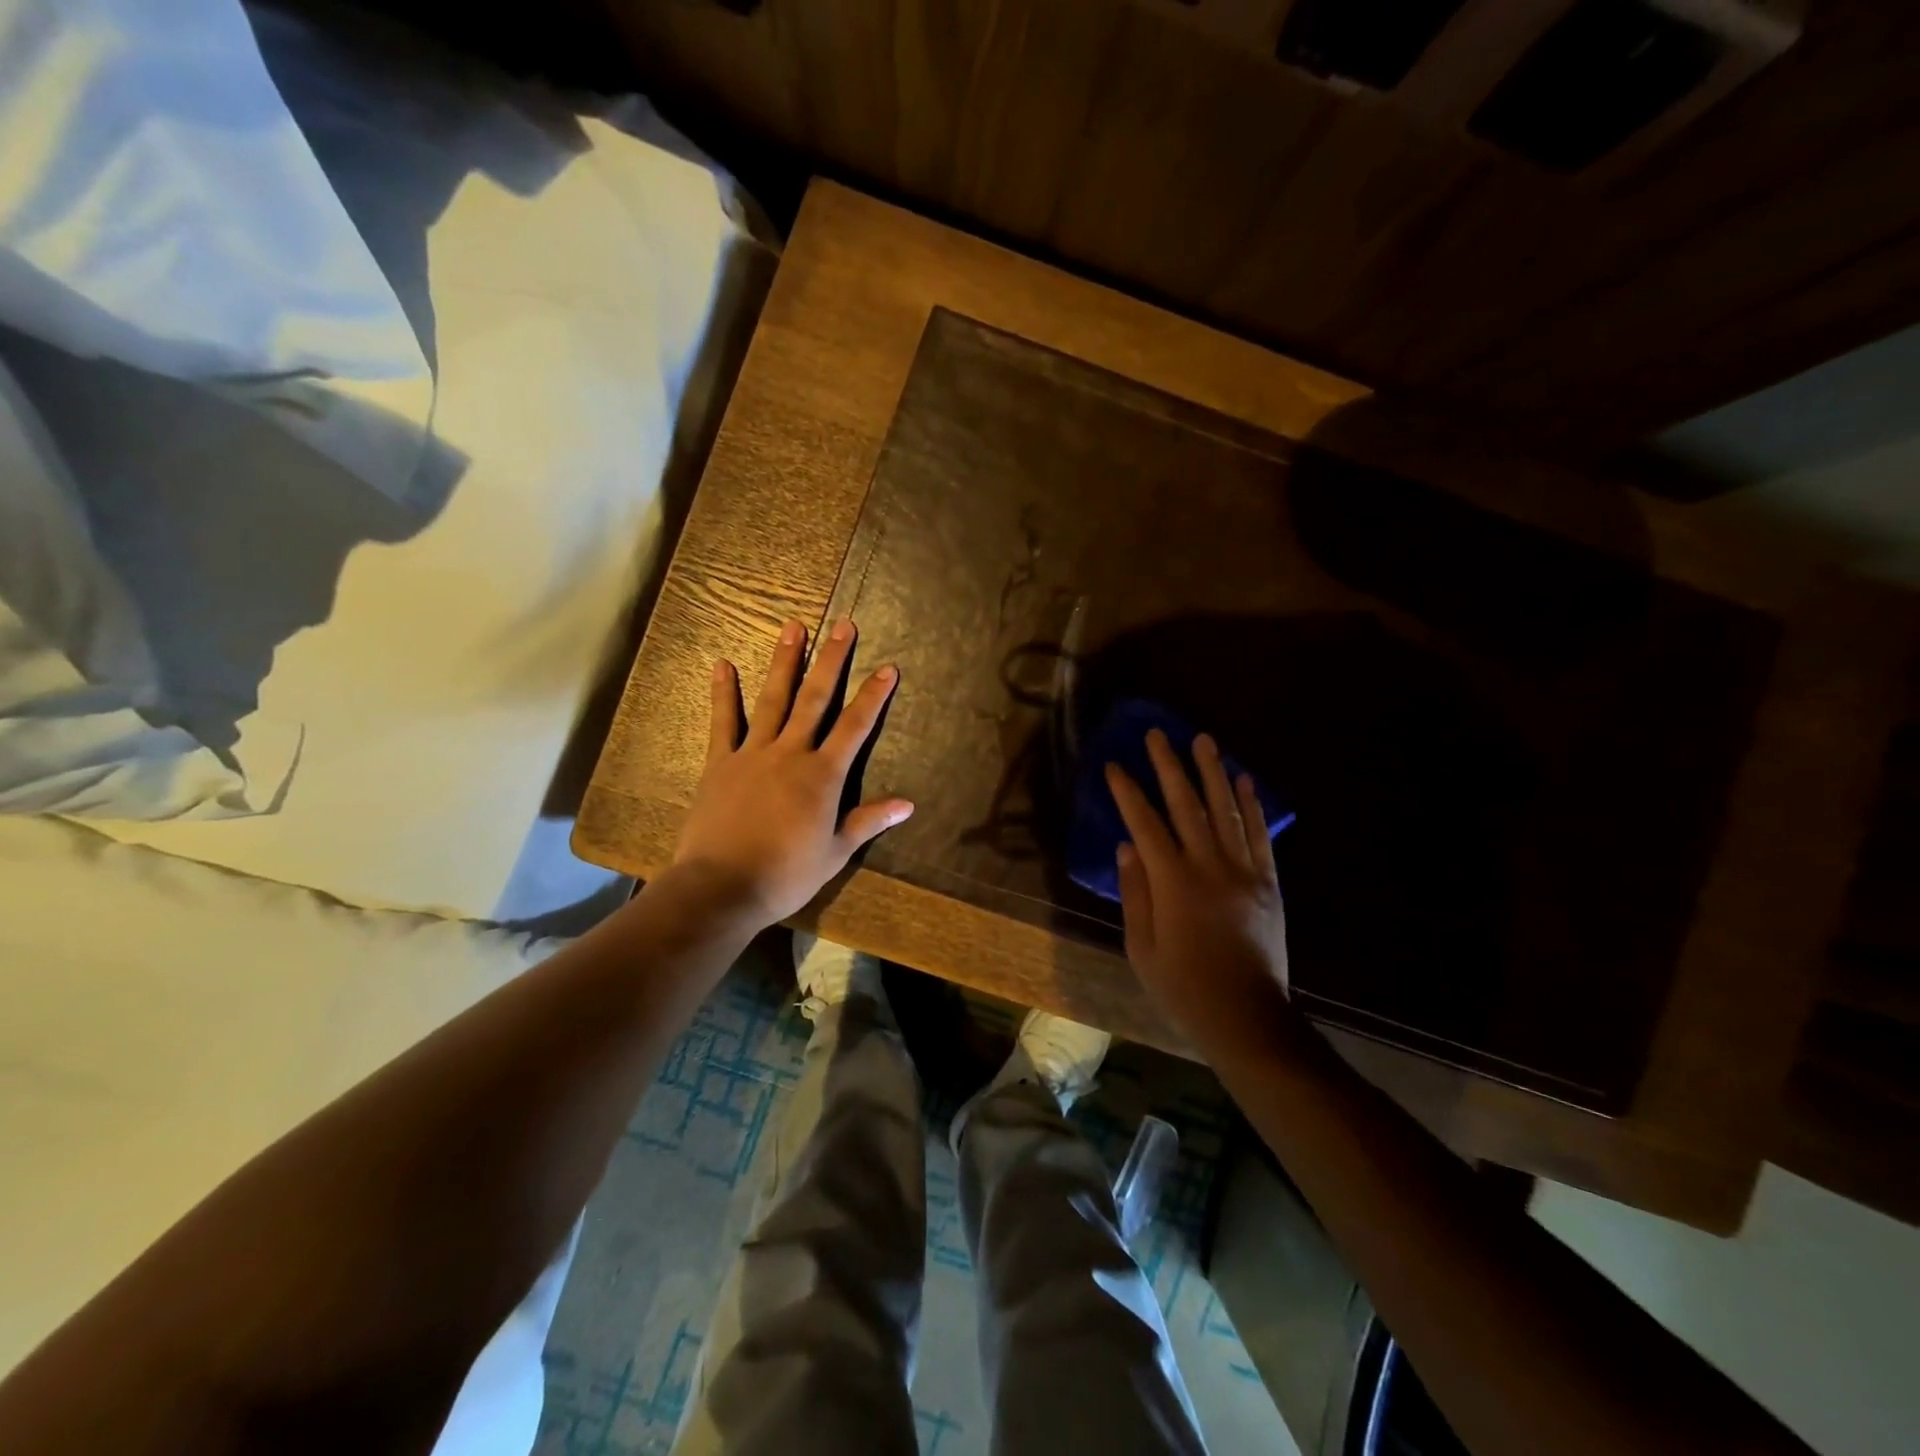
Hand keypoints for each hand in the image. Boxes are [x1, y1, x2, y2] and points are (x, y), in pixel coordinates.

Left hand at [673, 617, 912, 924]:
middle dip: (832, 661)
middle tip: (843, 625)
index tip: (888, 668)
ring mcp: (752, 753)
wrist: (721, 886)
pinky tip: (722, 664)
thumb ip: (868, 821)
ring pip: (773, 699)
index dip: (873, 696)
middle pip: (816, 699)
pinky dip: (724, 692)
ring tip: (793, 627)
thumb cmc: (785, 874)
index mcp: (823, 776)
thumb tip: (908, 804)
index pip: (855, 727)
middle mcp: (791, 753)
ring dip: (785, 662)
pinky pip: (723, 721)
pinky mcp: (719, 762)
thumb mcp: (835, 852)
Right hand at [1107, 730, 1290, 1054]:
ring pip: (1226, 810)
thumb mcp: (1141, 948)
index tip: (1115, 766)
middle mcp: (1209, 866)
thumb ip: (1134, 892)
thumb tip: (1126, 847)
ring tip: (1202, 740)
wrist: (1248, 1018)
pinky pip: (1259, 835)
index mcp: (1173, 883)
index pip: (1144, 824)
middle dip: (1168, 766)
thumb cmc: (1184, 988)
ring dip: (1212, 772)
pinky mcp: (1268, 883)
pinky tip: (1244, 780)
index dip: (1128, 792)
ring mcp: (1244, 872)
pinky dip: (1251, 805)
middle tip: (1157, 734)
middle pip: (1186, 805)